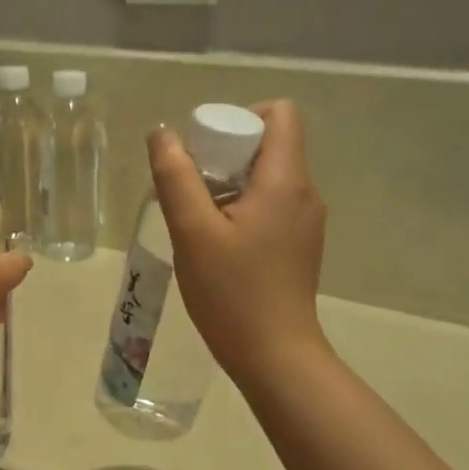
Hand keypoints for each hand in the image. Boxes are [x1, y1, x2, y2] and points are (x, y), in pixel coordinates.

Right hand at [147, 99, 328, 387]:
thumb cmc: (231, 292)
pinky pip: (270, 205)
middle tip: (189, 188)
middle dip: (225, 153)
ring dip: (229, 184)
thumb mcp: (192, 232)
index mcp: (286, 180)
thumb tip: (163, 133)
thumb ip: (176, 177)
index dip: (239, 117)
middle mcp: (305, 193)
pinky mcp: (298, 245)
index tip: (204, 149)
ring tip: (196, 220)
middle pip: (269, 144)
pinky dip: (241, 208)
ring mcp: (305, 221)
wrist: (274, 356)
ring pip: (266, 177)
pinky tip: (215, 243)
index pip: (279, 114)